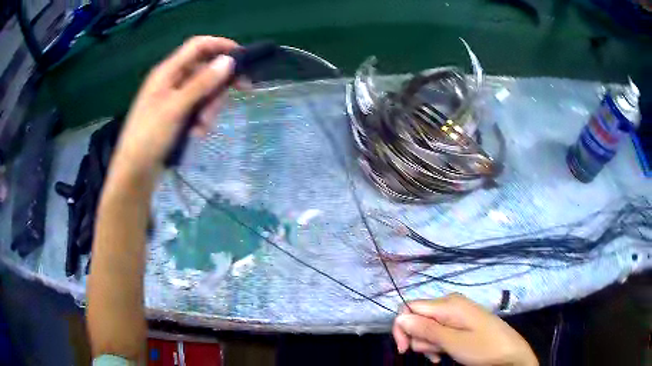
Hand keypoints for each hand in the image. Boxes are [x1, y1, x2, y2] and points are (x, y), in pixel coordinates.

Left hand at [110, 36, 238, 181]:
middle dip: (216, 87)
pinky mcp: (175, 115)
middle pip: (203, 70)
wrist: (134, 172)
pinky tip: (196, 134)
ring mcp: (173, 99)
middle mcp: (171, 81)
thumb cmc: (149, 137)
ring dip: (208, 108)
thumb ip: (201, 83)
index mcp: (167, 72)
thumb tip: (228, 61)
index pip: (198, 46)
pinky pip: (196, 109)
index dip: (220, 46)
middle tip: (226, 102)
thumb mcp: (176, 108)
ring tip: (201, 129)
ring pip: (202, 92)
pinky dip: (200, 120)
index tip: (242, 58)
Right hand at [392, 294, 537, 365]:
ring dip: (429, 344)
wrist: (510, 352)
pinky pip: (438, 330)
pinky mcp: (460, 321)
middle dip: (419, 339)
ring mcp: (455, 312)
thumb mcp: (453, 343)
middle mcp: (449, 303)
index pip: (409, 308)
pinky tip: (444, 354)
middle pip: (417, 318)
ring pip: (426, 327)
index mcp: (448, 304)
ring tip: (443, 354)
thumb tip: (400, 318)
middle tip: (433, 353)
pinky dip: (436, 344)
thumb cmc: (483, 347)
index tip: (404, 349)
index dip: (402, 328)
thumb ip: (426, 330)